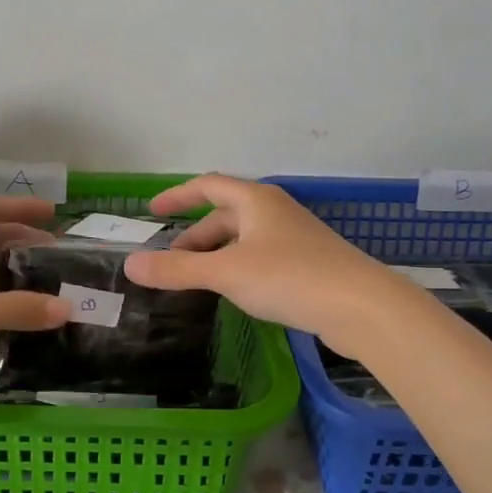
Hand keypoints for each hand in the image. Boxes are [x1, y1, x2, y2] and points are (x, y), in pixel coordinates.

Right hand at [123, 174, 420, 356]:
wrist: (361, 306)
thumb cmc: (289, 277)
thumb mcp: (225, 273)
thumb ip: (177, 270)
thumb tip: (130, 265)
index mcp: (255, 200)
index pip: (207, 186)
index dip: (177, 196)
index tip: (153, 211)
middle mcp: (275, 211)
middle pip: (225, 215)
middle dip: (194, 236)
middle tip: (170, 261)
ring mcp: (295, 237)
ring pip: (244, 239)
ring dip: (216, 254)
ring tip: (196, 280)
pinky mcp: (308, 263)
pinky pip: (261, 257)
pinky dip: (238, 267)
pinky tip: (236, 292)